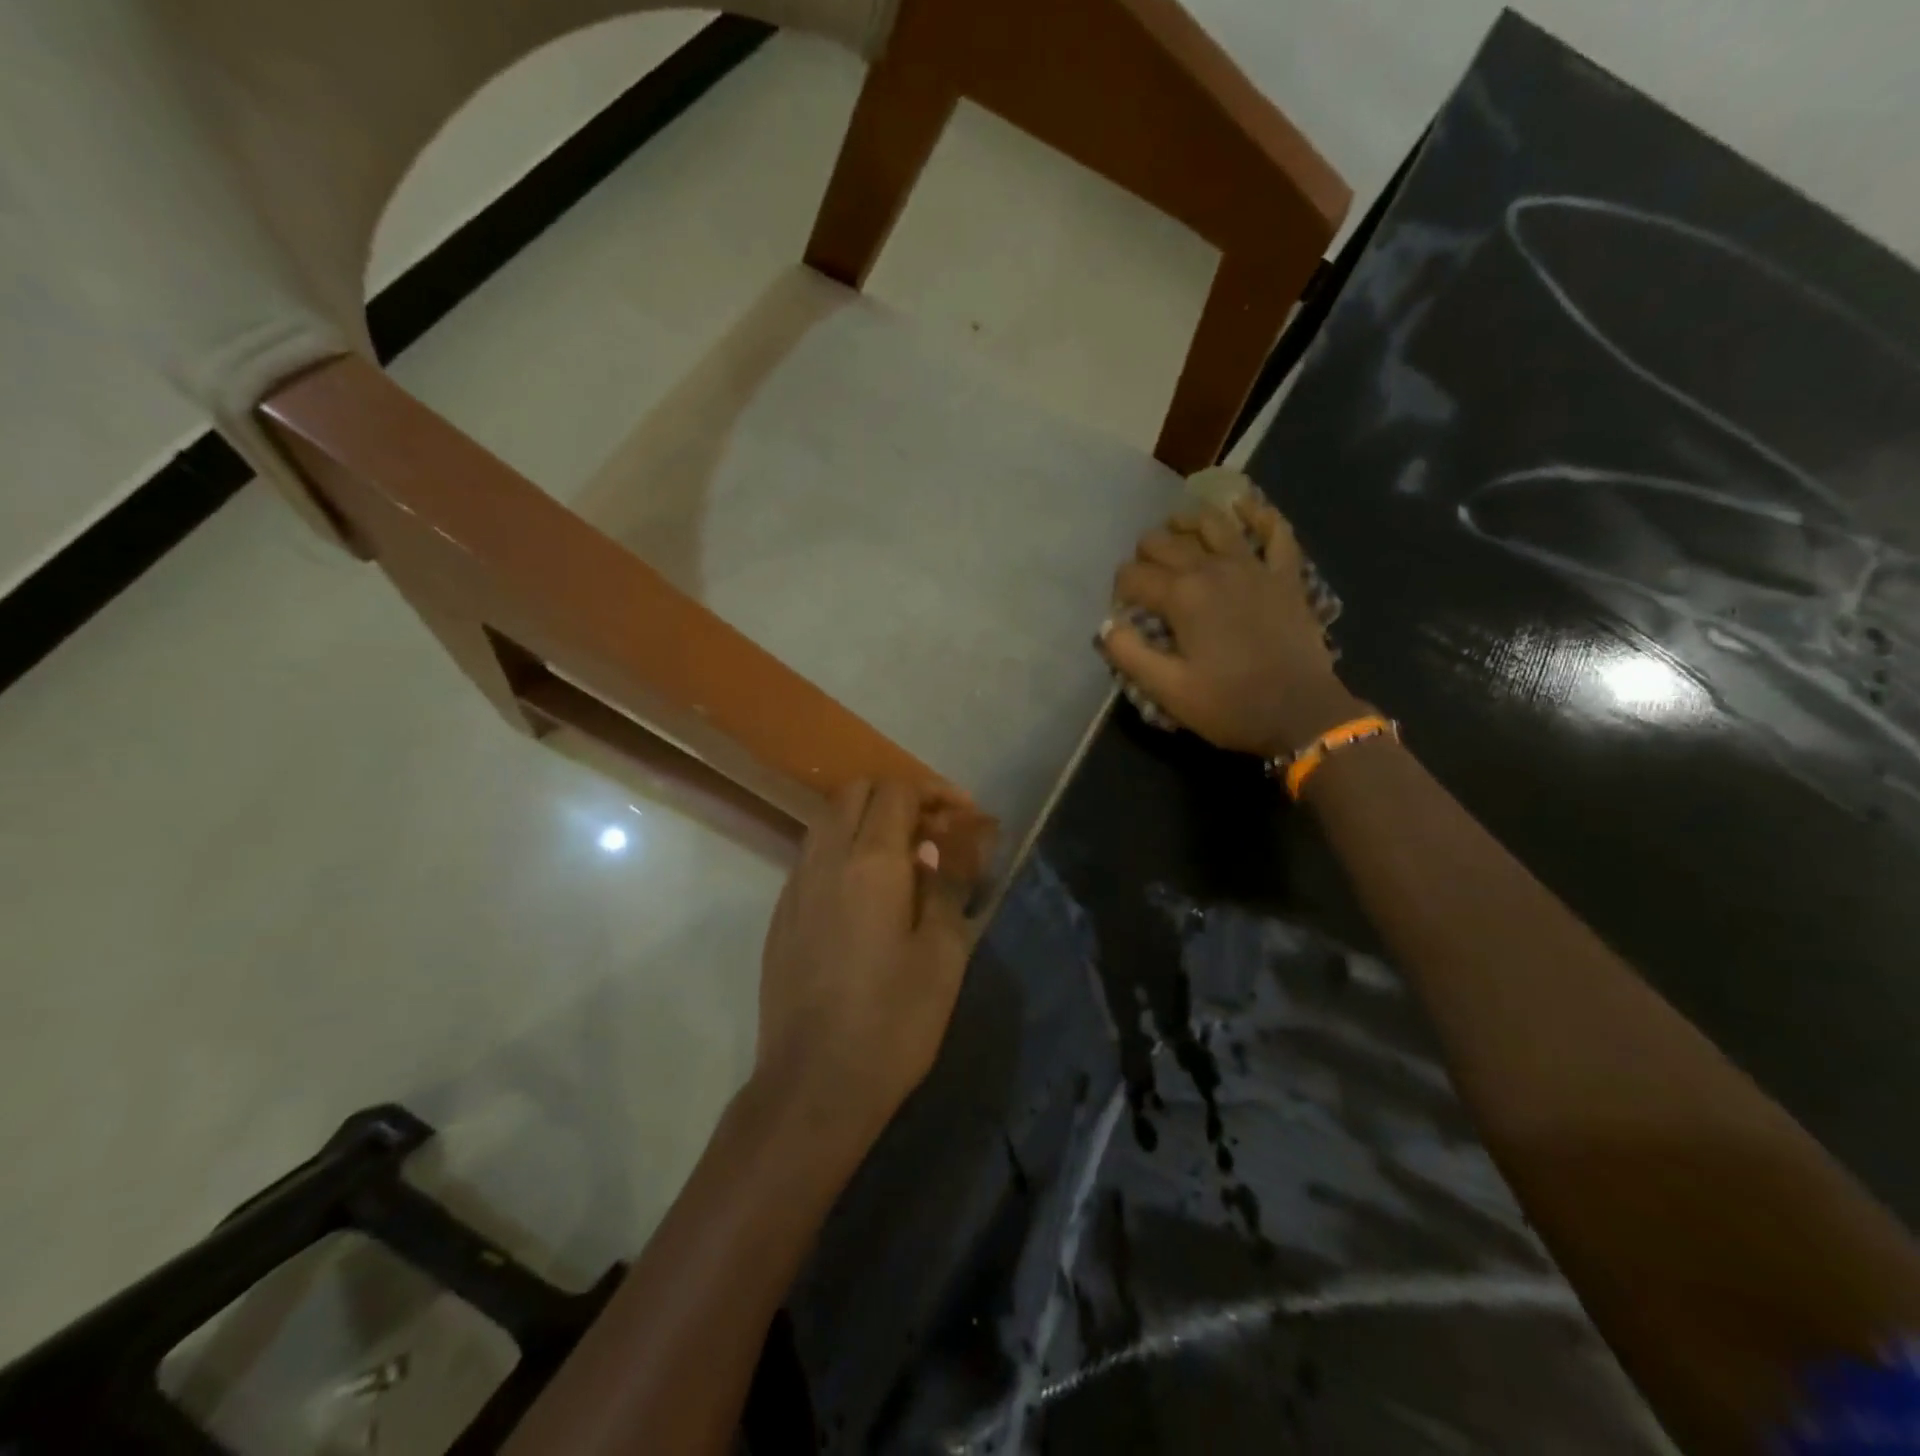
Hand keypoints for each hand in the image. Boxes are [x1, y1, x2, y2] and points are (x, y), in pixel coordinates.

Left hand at [753, 780, 991, 1152]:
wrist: (814, 1084)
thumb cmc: (893, 1022)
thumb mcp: (943, 955)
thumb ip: (948, 885)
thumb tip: (946, 845)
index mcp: (872, 863)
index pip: (897, 792)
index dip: (935, 792)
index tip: (963, 816)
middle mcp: (826, 860)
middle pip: (855, 793)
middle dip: (897, 797)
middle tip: (932, 831)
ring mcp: (795, 886)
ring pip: (827, 820)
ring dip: (865, 820)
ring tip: (901, 857)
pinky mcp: (780, 914)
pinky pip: (811, 856)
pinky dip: (841, 849)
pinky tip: (865, 893)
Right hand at [1100, 496, 1360, 755]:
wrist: (1301, 714)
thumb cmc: (1229, 705)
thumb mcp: (1167, 690)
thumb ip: (1129, 654)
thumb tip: (1106, 625)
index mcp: (1182, 596)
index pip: (1133, 576)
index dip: (1120, 590)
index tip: (1122, 611)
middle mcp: (1213, 568)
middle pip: (1166, 542)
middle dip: (1145, 554)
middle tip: (1143, 577)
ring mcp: (1254, 567)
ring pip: (1214, 524)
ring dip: (1188, 522)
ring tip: (1175, 527)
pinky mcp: (1286, 575)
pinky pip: (1275, 531)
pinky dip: (1258, 514)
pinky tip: (1243, 507)